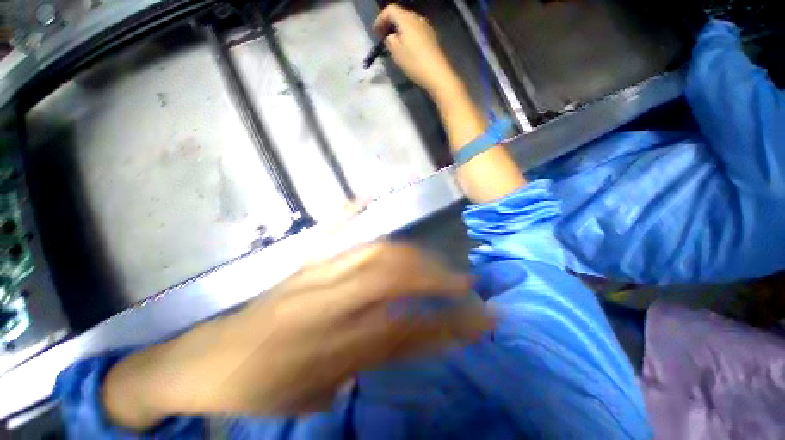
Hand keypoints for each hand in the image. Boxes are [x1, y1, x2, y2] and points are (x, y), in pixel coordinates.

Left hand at [102, 243, 492, 429]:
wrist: (204, 363)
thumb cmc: (261, 389)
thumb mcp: (317, 394)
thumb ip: (368, 365)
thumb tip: (408, 340)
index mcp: (330, 347)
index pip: (406, 330)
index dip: (448, 324)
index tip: (478, 316)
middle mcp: (325, 304)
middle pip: (393, 279)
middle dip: (434, 278)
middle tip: (462, 279)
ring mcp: (310, 275)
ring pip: (373, 254)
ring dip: (410, 255)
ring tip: (433, 258)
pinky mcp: (298, 263)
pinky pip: (327, 233)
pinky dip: (347, 216)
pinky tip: (362, 200)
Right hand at [374, 5, 458, 95]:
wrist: (437, 74)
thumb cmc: (414, 63)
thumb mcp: (397, 53)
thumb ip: (390, 41)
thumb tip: (390, 37)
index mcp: (406, 19)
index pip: (390, 10)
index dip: (380, 19)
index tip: (375, 33)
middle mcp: (417, 18)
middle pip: (401, 15)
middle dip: (390, 24)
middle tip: (384, 38)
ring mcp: (427, 27)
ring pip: (409, 23)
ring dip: (400, 31)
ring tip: (395, 45)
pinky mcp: (432, 37)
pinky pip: (416, 31)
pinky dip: (409, 36)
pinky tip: (407, 49)